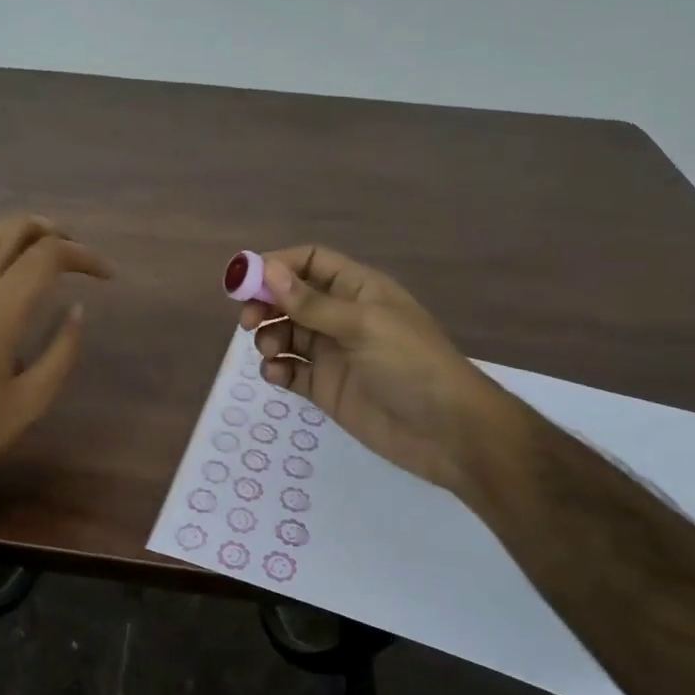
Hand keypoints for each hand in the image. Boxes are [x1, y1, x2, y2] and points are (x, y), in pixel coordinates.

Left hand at [0, 215, 113, 507]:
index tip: (106, 276)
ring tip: (34, 258)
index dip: (84, 255)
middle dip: (51, 231)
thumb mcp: (30, 402)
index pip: (48, 254)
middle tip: (74, 255)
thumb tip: (78, 309)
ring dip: (12, 234)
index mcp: (0, 308)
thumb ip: (61, 351)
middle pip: (12, 227)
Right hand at [241, 247, 502, 494]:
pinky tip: (278, 374)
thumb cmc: (411, 365)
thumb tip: (267, 270)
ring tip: (271, 350)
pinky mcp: (326, 387)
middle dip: (266, 303)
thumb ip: (311, 303)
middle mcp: (342, 316)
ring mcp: (333, 353)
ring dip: (269, 336)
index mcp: (358, 290)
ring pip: (286, 333)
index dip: (277, 265)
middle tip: (248, 320)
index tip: (245, 281)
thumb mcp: (363, 326)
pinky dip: (277, 369)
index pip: (310, 262)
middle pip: (291, 297)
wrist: (448, 433)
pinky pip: (291, 369)